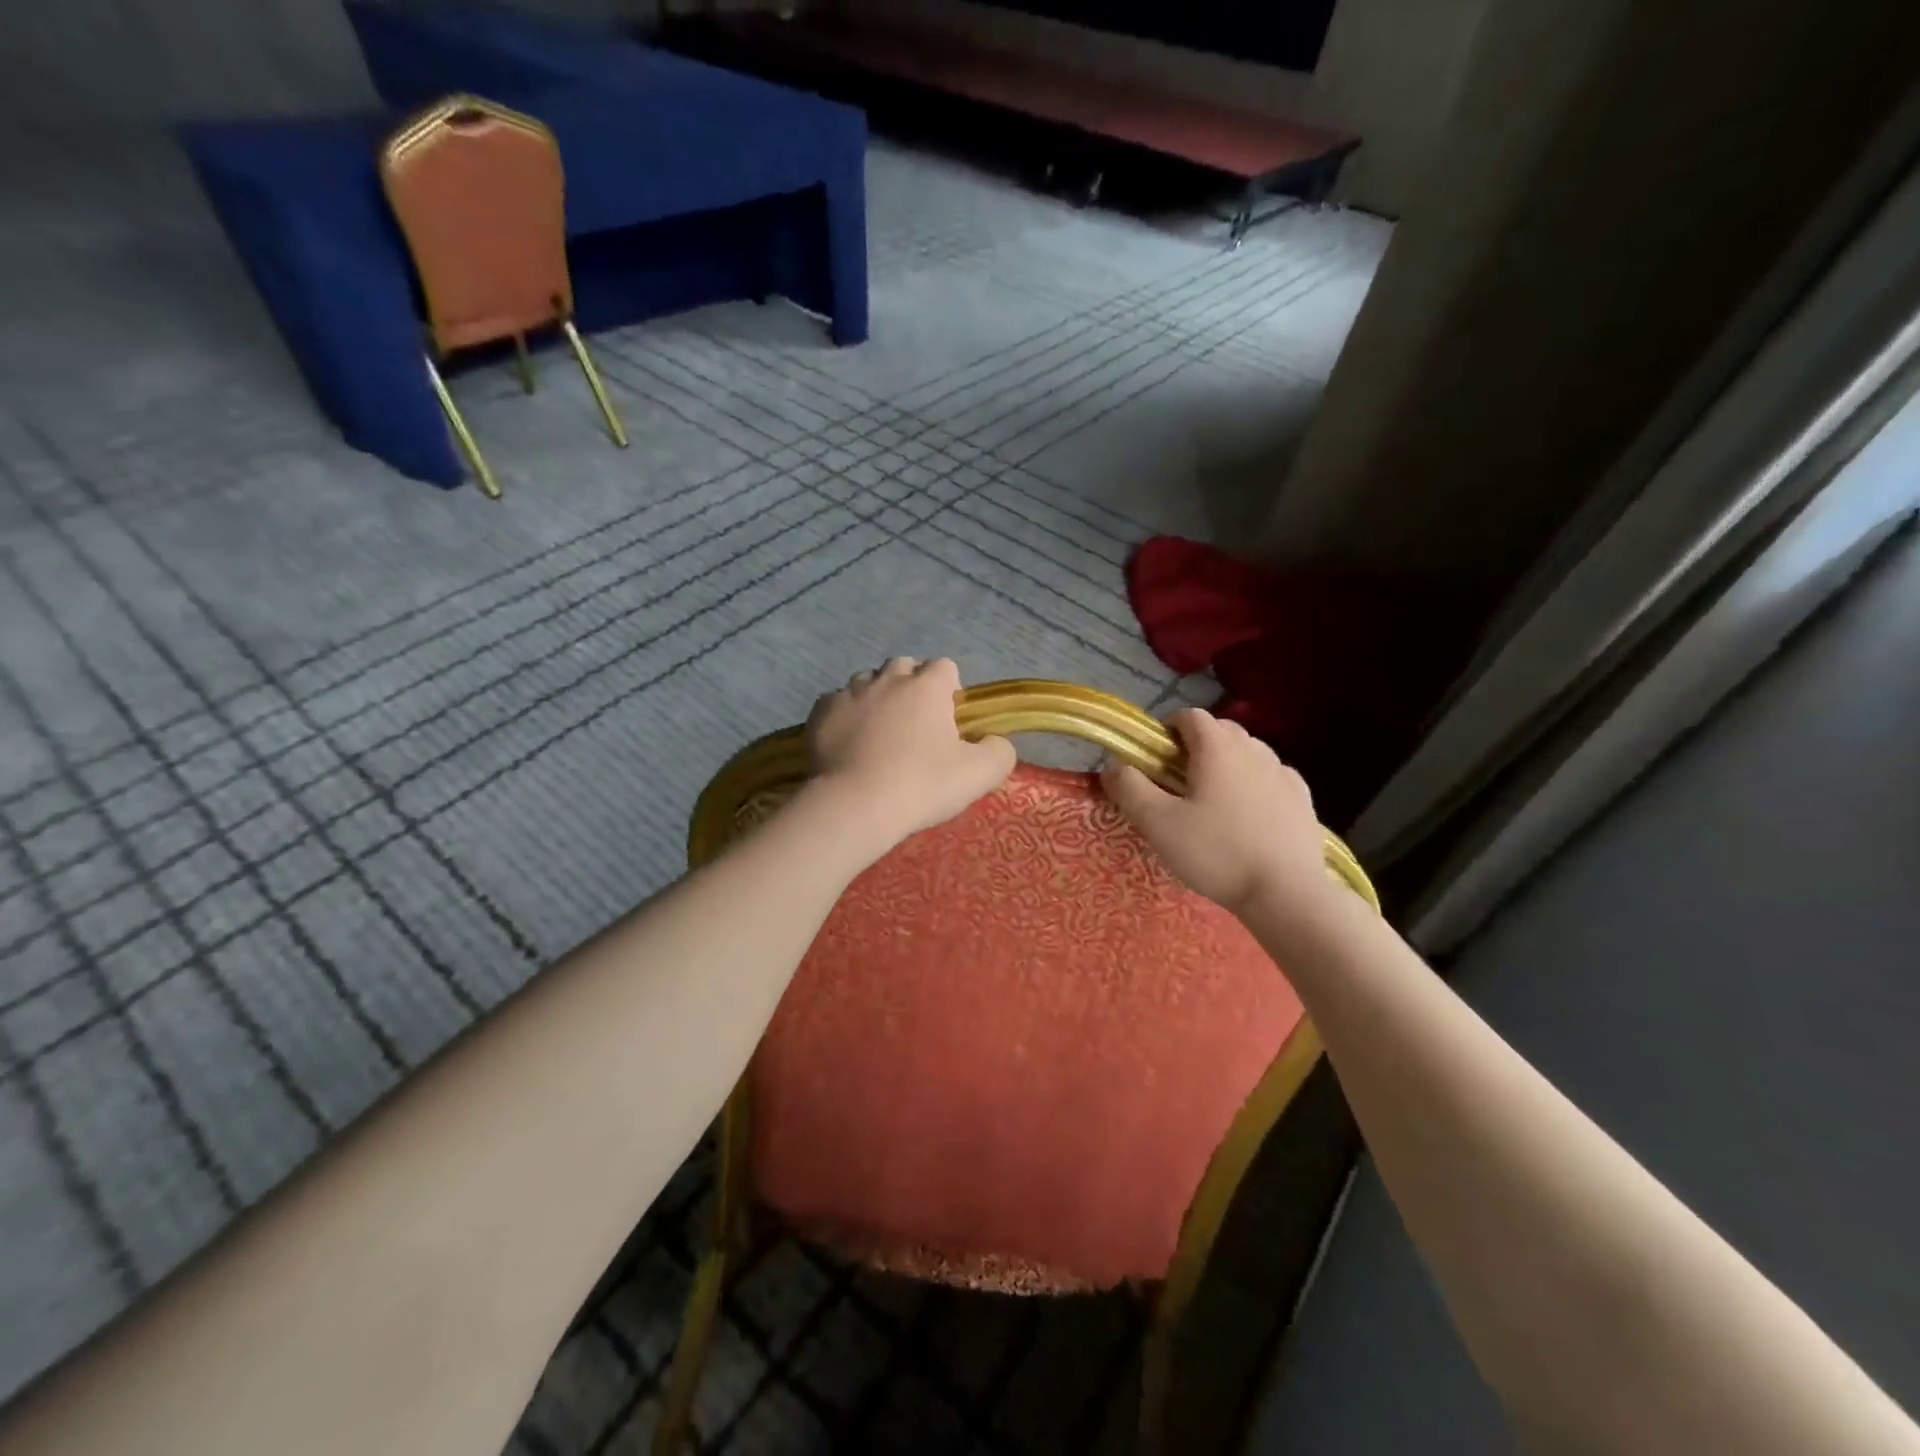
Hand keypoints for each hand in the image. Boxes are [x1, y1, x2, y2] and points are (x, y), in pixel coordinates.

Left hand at [805, 658, 1016, 849]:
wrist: (854, 806)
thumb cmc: (921, 786)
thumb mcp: (979, 775)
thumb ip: (999, 751)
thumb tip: (995, 742)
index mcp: (927, 686)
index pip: (945, 667)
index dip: (949, 690)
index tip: (948, 722)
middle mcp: (887, 678)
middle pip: (904, 668)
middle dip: (911, 688)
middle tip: (914, 728)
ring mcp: (849, 692)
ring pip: (867, 682)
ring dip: (876, 699)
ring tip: (878, 735)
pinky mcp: (820, 712)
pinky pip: (836, 703)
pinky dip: (844, 716)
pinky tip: (848, 744)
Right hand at [1101, 708, 1330, 917]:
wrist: (1286, 893)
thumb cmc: (1216, 853)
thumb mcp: (1158, 824)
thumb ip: (1130, 788)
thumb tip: (1113, 766)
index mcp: (1218, 748)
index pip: (1190, 716)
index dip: (1168, 728)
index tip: (1155, 757)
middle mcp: (1254, 750)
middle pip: (1221, 730)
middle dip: (1197, 744)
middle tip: (1179, 781)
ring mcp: (1283, 773)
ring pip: (1249, 752)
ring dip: (1228, 762)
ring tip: (1214, 798)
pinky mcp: (1303, 799)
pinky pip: (1273, 776)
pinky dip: (1256, 783)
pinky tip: (1249, 812)